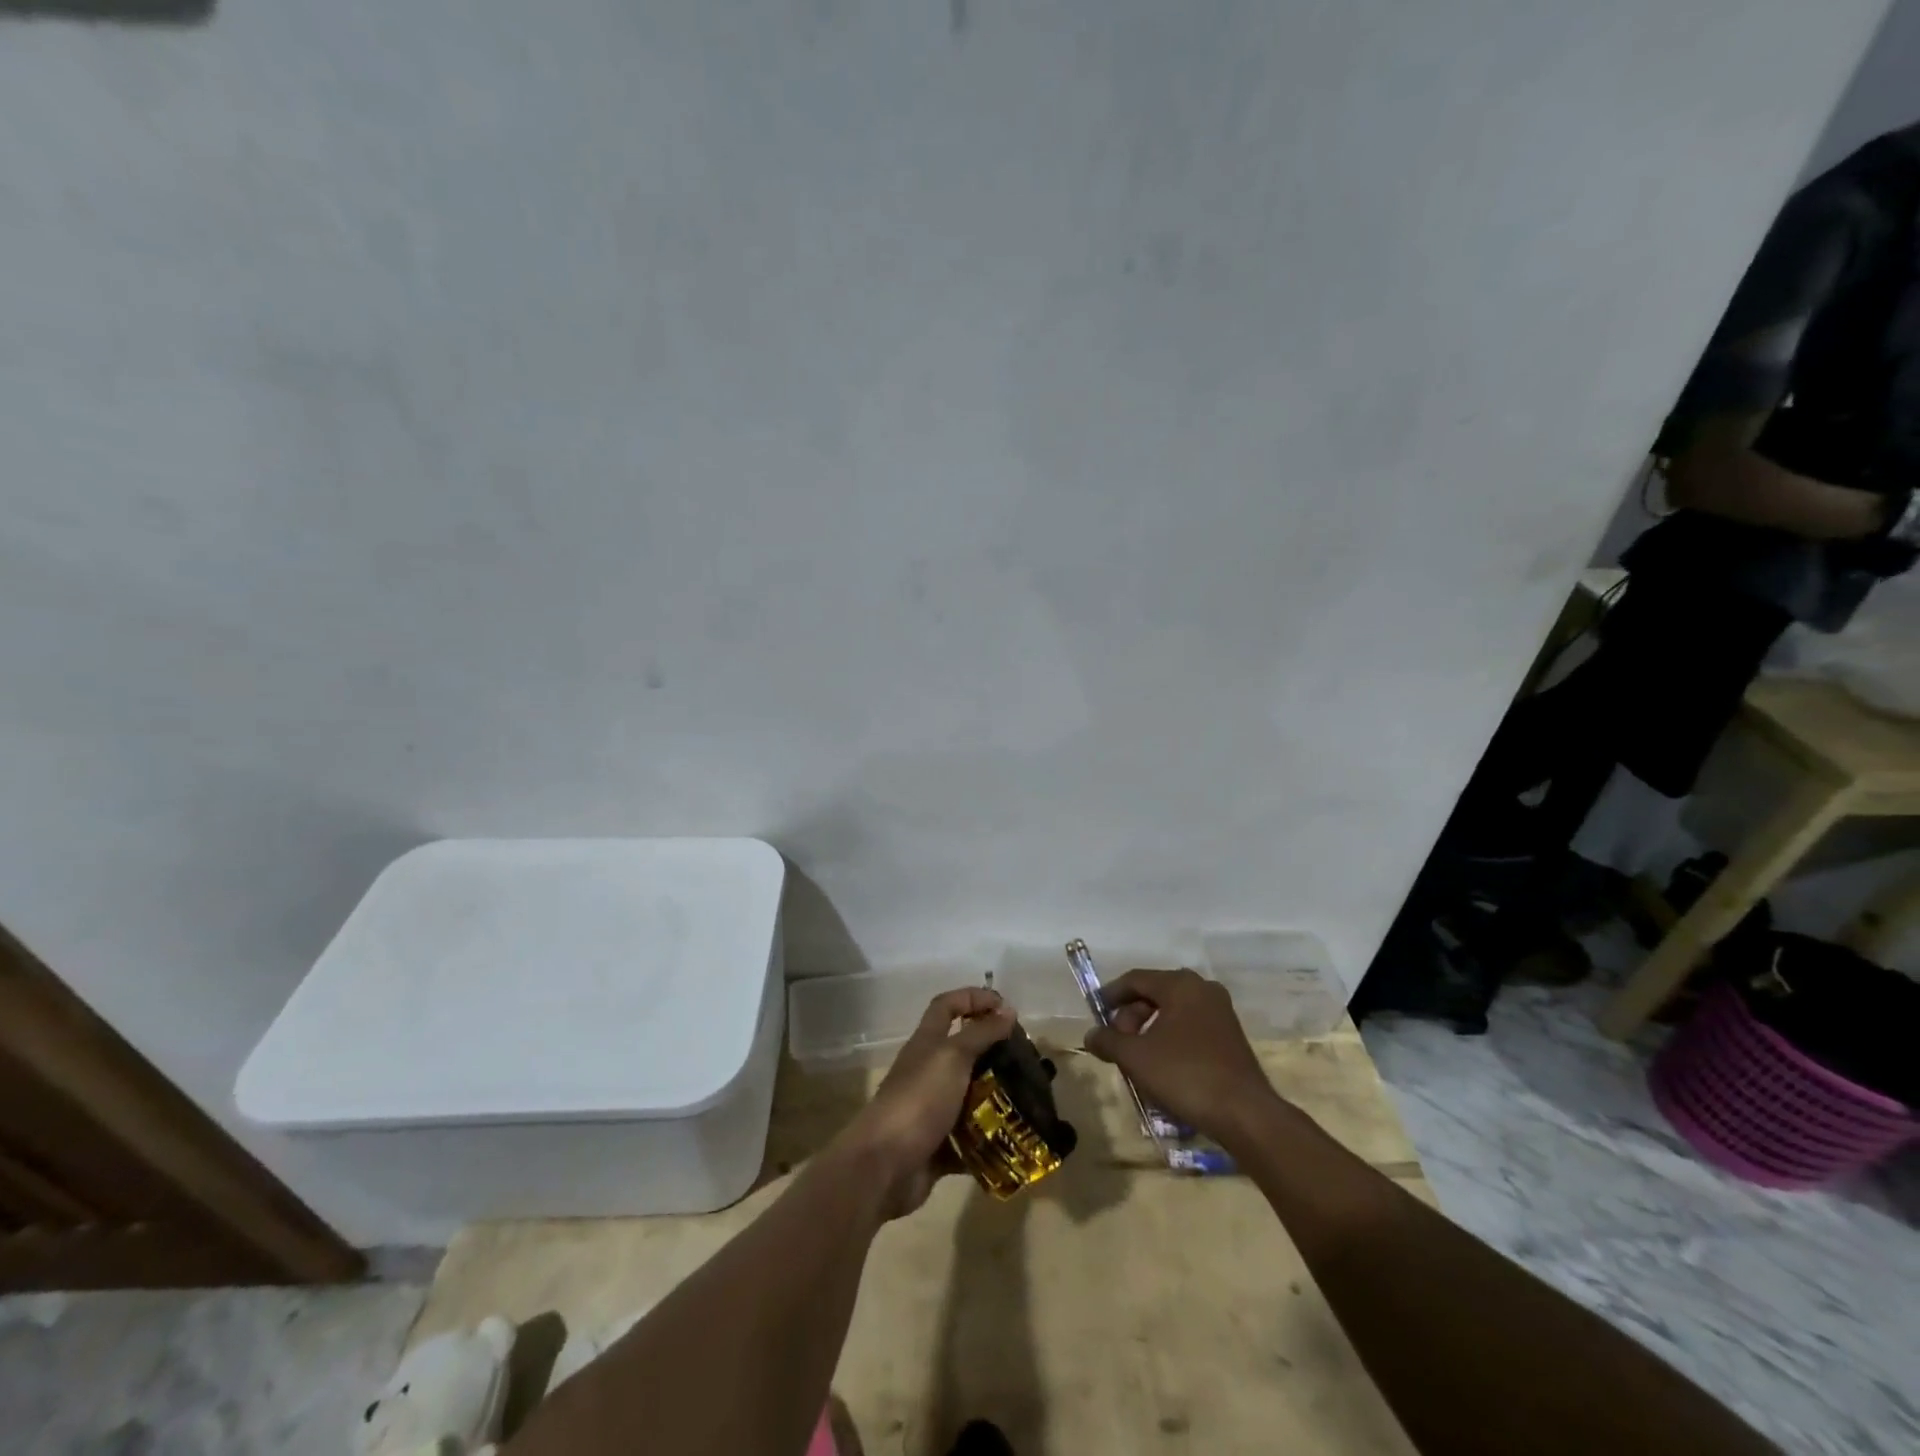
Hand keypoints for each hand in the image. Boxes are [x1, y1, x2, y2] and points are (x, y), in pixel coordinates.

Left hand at [836, 988, 1012, 1218]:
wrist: (884, 1166)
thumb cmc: (919, 1099)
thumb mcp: (952, 1057)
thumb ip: (981, 1033)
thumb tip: (1007, 1009)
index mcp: (927, 1043)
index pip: (947, 1006)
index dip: (973, 998)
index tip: (1005, 1007)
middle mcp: (928, 1072)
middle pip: (962, 1052)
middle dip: (993, 1053)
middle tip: (1026, 1061)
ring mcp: (931, 1110)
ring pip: (969, 1097)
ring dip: (996, 1099)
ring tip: (1028, 1102)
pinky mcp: (937, 1146)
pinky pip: (969, 1140)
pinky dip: (989, 1141)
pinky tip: (1015, 1140)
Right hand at [1083, 968, 1282, 1143]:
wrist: (1245, 1114)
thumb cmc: (1185, 1075)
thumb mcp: (1136, 1057)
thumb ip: (1108, 1041)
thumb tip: (1090, 1035)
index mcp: (1180, 984)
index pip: (1135, 979)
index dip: (1110, 995)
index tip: (1095, 1015)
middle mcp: (1203, 989)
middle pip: (1154, 994)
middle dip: (1130, 1018)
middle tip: (1118, 1045)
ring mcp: (1220, 1013)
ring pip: (1172, 1012)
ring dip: (1149, 1031)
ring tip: (1137, 1060)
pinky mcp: (1230, 1037)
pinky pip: (1189, 1027)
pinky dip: (1169, 1040)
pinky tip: (1162, 1068)